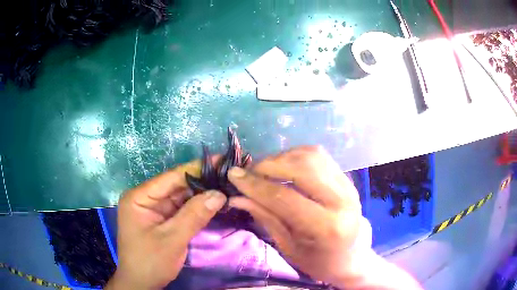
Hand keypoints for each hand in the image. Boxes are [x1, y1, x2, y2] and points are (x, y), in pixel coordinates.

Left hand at [105, 160, 226, 289]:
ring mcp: (154, 210)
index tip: (221, 159)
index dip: (197, 168)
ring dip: (201, 194)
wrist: (141, 284)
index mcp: (139, 197)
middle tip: (229, 175)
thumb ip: (194, 216)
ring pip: (181, 198)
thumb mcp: (172, 239)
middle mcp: (146, 199)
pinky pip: (181, 210)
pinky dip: (197, 207)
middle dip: (202, 182)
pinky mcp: (162, 221)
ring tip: (226, 185)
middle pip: (176, 186)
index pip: (171, 177)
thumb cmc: (150, 262)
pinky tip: (214, 202)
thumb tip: (219, 194)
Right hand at [228, 146, 363, 285]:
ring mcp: (348, 185)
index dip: (255, 184)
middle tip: (249, 173)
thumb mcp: (288, 247)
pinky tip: (285, 167)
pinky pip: (319, 157)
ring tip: (265, 170)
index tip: (233, 175)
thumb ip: (265, 218)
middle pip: (301, 167)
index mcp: (327, 227)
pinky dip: (296, 156)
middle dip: (268, 165)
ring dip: (282, 157)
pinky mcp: (347, 178)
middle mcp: (342, 200)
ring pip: (311, 156)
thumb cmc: (318, 261)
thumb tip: (236, 196)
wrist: (351, 257)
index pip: (284, 197)